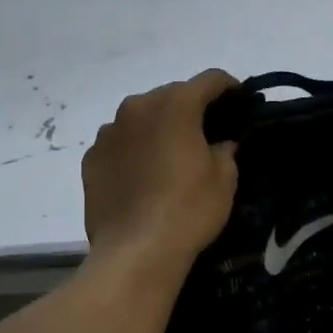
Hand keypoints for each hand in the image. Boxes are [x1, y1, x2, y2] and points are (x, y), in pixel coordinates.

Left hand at [82, 69, 239, 271]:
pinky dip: (133, 150)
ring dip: (158, 128)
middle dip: (191, 108)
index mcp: (175, 105)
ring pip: (141, 118)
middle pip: (171, 95)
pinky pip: (119, 144)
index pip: (209, 80)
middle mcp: (137, 107)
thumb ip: (225, 149)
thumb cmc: (189, 210)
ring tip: (169, 155)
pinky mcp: (91, 159)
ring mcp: (108, 133)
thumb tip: (220, 143)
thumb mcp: (225, 179)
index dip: (229, 88)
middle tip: (206, 133)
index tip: (241, 102)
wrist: (136, 252)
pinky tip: (142, 176)